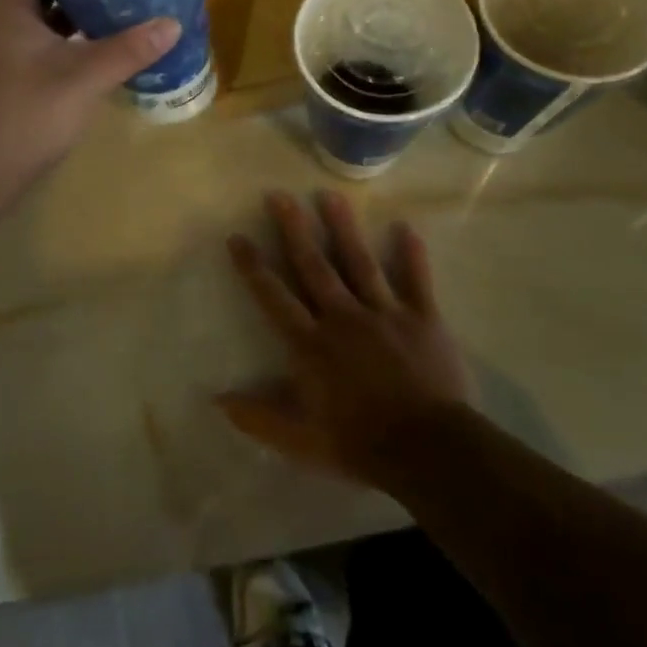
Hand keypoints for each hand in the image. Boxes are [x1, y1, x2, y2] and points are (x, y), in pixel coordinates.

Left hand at [0, 0, 180, 186]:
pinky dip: (75, 35)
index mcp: (11, 8)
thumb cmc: (25, 113)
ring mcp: (12, 51)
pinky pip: (51, 41)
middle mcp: (7, 22)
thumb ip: (127, 51)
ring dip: (77, 2)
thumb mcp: (82, 78)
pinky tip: (105, 37)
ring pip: (46, 13)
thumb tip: (172, 23)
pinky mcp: (20, 77)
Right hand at [220, 190, 469, 494]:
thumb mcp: (300, 441)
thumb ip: (259, 417)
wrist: (430, 451)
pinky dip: (412, 255)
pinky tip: (407, 227)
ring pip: (360, 263)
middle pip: (314, 266)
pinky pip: (416, 281)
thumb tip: (217, 400)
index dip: (253, 266)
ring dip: (343, 228)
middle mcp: (343, 318)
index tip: (237, 236)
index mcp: (311, 344)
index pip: (274, 297)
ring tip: (330, 196)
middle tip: (279, 195)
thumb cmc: (360, 444)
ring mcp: (384, 314)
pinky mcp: (423, 319)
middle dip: (294, 229)